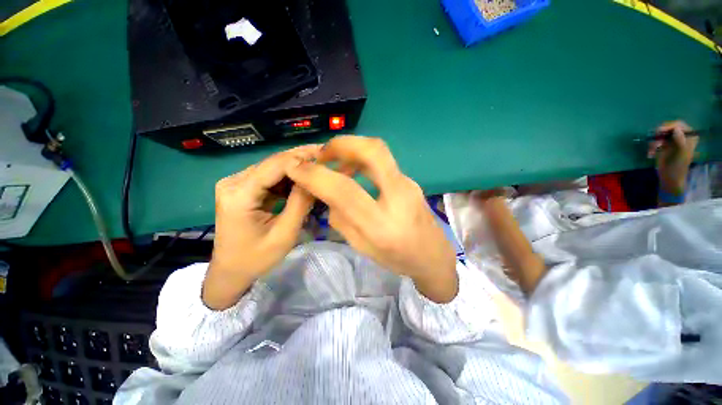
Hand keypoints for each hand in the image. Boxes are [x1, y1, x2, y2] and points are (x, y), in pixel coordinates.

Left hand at [202, 145, 319, 309]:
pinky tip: (304, 181)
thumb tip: (315, 178)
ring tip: (319, 168)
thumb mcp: (285, 234)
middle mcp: (233, 182)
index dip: (302, 159)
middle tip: (326, 158)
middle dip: (301, 160)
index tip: (326, 156)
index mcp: (239, 195)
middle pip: (273, 163)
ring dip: (296, 168)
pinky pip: (270, 177)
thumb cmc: (257, 258)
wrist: (231, 271)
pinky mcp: (242, 188)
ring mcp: (236, 183)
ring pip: (273, 168)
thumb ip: (300, 204)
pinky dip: (288, 178)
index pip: (275, 166)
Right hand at [286, 136, 457, 302]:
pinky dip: (362, 158)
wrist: (433, 256)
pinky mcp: (410, 180)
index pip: (344, 190)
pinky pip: (383, 161)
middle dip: (341, 144)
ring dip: (351, 149)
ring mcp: (408, 184)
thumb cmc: (397, 259)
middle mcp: (399, 197)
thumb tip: (326, 193)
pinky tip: (354, 171)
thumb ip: (341, 219)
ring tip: (336, 163)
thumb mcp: (362, 247)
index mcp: (381, 225)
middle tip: (323, 154)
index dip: (315, 175)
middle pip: (372, 151)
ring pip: (379, 151)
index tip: (296, 167)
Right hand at [648, 120, 698, 195]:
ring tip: (652, 150)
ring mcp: (671, 140)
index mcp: (689, 137)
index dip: (670, 126)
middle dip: (660, 134)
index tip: (660, 131)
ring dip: (654, 142)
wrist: (670, 177)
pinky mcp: (662, 145)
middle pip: (668, 128)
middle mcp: (681, 136)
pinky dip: (651, 146)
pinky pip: (655, 141)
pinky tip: (651, 153)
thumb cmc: (678, 167)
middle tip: (654, 141)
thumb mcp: (681, 154)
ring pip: (660, 134)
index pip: (679, 125)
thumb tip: (676, 129)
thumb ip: (680, 141)